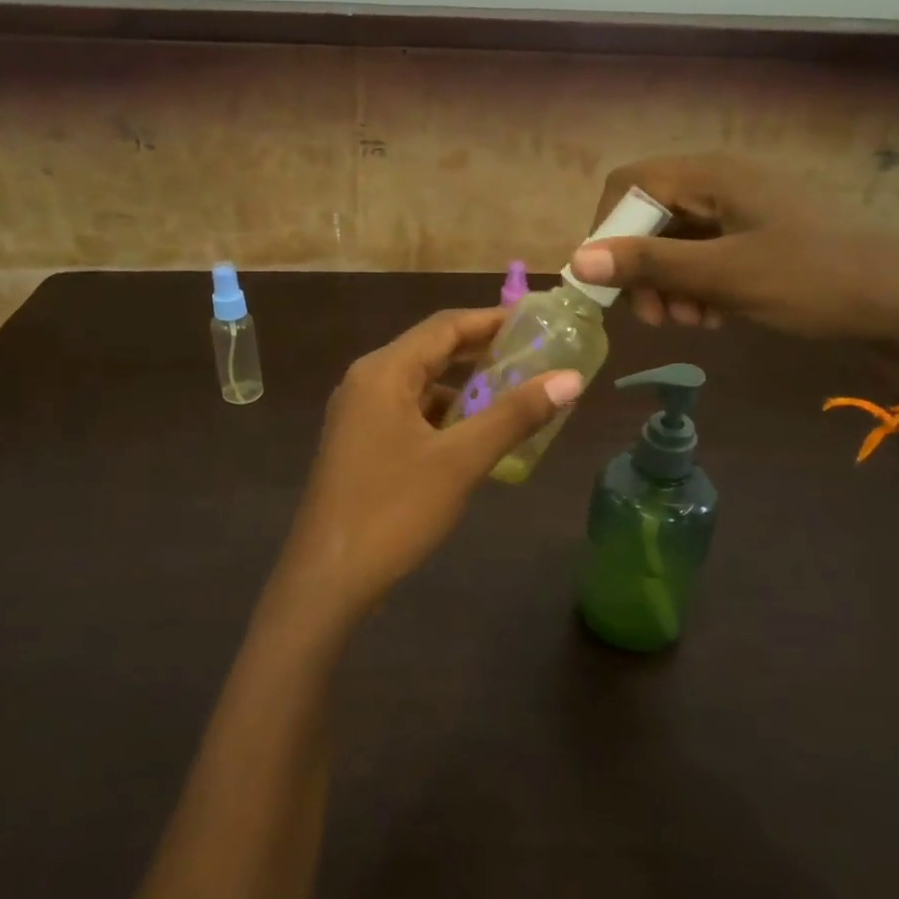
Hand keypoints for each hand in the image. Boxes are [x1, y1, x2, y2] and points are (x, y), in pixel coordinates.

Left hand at [267, 307, 582, 625]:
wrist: (327, 579)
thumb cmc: (393, 511)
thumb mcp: (460, 461)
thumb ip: (514, 415)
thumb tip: (571, 378)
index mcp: (384, 372)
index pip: (446, 326)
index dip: (493, 319)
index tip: (538, 320)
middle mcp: (367, 381)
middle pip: (432, 350)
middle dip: (483, 351)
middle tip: (535, 354)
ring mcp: (359, 413)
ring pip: (421, 384)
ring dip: (465, 385)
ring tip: (515, 393)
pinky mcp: (360, 442)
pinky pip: (409, 412)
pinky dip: (444, 414)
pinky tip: (475, 434)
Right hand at [571, 154, 898, 362]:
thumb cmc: (813, 281)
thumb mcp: (724, 276)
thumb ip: (649, 265)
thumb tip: (577, 258)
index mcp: (714, 175)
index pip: (629, 184)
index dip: (607, 230)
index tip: (609, 282)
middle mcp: (723, 182)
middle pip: (650, 215)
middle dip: (640, 268)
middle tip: (653, 317)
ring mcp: (743, 209)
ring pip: (676, 240)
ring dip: (667, 283)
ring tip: (688, 323)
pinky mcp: (758, 236)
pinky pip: (705, 254)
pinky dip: (696, 285)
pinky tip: (712, 317)